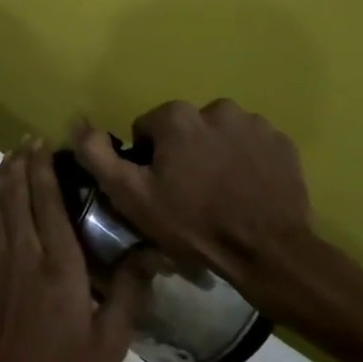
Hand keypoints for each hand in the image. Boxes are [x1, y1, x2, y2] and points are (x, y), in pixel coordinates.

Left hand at [0, 144, 147, 361]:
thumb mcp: (108, 344)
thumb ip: (128, 294)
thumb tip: (149, 253)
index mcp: (58, 267)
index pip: (48, 204)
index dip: (44, 170)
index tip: (45, 143)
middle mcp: (23, 255)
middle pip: (17, 196)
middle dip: (22, 164)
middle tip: (28, 140)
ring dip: (5, 178)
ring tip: (13, 156)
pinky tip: (3, 201)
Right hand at [72, 101, 362, 335]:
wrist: (268, 253)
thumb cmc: (193, 223)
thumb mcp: (131, 196)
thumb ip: (98, 155)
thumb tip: (79, 124)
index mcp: (177, 117)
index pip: (146, 128)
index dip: (147, 160)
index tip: (158, 188)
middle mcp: (216, 108)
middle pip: (184, 129)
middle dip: (182, 153)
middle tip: (188, 193)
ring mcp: (255, 124)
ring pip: (219, 135)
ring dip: (214, 154)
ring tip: (220, 193)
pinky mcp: (283, 143)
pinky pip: (252, 145)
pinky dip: (245, 160)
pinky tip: (246, 191)